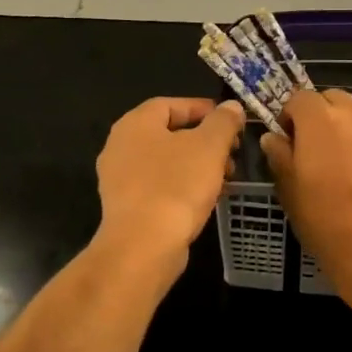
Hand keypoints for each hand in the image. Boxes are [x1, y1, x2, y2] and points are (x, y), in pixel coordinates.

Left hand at [93, 97, 245, 280]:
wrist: (143, 247)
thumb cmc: (176, 186)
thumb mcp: (209, 146)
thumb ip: (223, 122)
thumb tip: (231, 106)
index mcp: (135, 123)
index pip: (170, 104)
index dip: (203, 108)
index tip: (230, 120)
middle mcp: (120, 146)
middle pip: (169, 133)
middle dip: (204, 140)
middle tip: (231, 152)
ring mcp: (119, 179)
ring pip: (165, 162)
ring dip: (196, 165)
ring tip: (225, 178)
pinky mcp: (125, 207)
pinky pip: (158, 186)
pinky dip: (182, 186)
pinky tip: (205, 199)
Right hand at [261, 89, 351, 300]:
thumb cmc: (325, 219)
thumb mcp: (289, 190)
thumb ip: (279, 155)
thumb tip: (274, 138)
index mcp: (321, 119)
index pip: (299, 98)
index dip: (290, 116)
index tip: (288, 140)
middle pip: (334, 99)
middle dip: (322, 116)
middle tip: (316, 149)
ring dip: (349, 127)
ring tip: (345, 161)